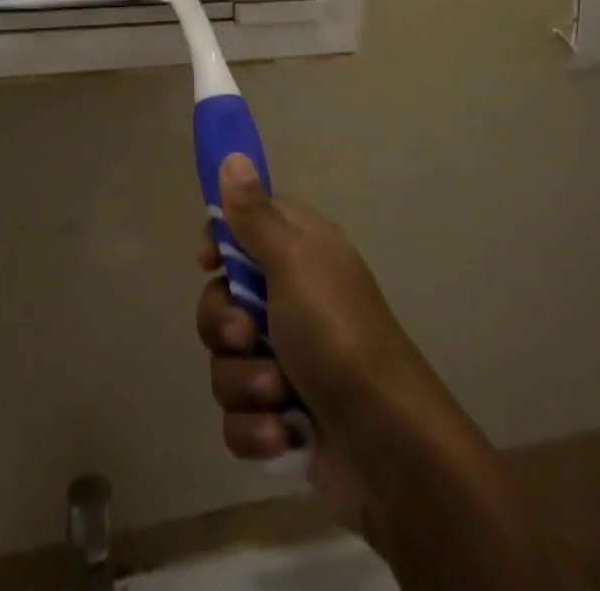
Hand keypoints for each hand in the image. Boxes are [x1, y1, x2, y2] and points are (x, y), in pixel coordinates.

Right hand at [196, 156, 439, 536]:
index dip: (220, 244)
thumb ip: (256, 214)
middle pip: (221, 301)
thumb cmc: (337, 333)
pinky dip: (257, 429)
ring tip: (279, 394)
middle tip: (249, 336)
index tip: (210, 262)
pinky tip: (284, 434)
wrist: (389, 442)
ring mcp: (287, 360)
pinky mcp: (283, 416)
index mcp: (299, 254)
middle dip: (224, 326)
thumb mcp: (293, 261)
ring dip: (245, 382)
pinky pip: (239, 416)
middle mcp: (291, 299)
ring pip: (225, 361)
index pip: (243, 228)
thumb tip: (233, 156)